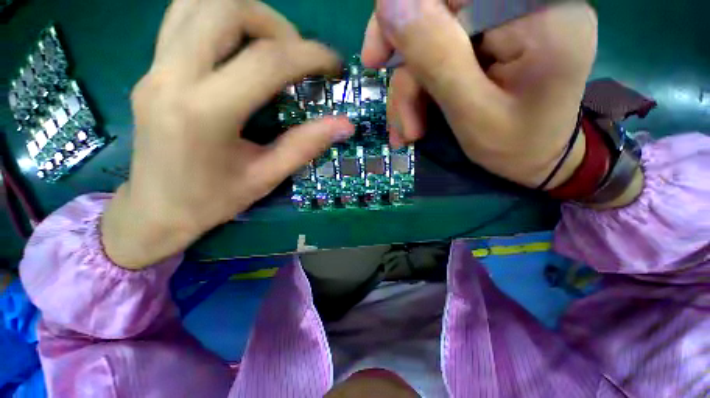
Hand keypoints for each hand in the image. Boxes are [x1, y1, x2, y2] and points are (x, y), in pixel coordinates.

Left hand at [102, 0, 353, 268]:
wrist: (155, 210)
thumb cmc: (213, 201)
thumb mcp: (267, 177)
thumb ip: (306, 145)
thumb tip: (344, 125)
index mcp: (205, 113)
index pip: (266, 61)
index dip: (310, 56)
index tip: (334, 66)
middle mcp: (172, 77)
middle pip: (225, 9)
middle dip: (276, 24)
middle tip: (297, 56)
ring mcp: (154, 68)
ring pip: (198, 2)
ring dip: (246, 14)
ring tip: (271, 47)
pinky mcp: (150, 68)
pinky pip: (183, 17)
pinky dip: (220, 18)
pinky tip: (240, 47)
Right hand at [362, 0, 597, 188]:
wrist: (538, 158)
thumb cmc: (514, 147)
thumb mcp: (471, 112)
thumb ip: (435, 56)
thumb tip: (389, 0)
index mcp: (538, 14)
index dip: (406, 14)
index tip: (376, 60)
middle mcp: (528, 4)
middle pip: (438, 12)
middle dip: (408, 69)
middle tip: (399, 114)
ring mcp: (510, 20)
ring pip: (433, 38)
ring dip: (412, 90)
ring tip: (409, 131)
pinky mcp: (495, 38)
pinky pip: (443, 51)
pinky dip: (423, 88)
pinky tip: (416, 120)